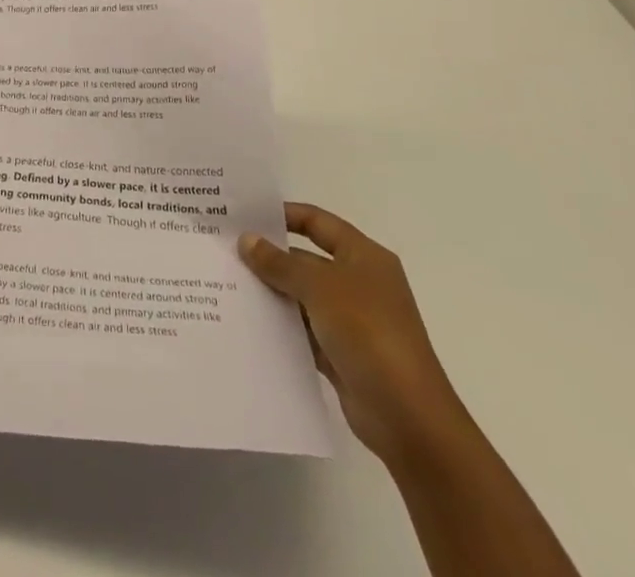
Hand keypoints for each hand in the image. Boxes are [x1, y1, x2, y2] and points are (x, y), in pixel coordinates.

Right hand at [240, 204, 473, 468]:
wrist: (409, 418)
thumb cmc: (369, 333)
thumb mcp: (319, 288)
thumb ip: (280, 264)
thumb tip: (247, 241)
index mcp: (364, 257)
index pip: (318, 222)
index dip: (284, 215)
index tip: (245, 216)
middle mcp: (359, 283)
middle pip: (306, 260)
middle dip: (270, 258)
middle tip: (225, 251)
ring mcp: (352, 321)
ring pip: (302, 297)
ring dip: (272, 293)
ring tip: (226, 285)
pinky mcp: (342, 354)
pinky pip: (304, 331)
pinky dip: (282, 327)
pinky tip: (248, 323)